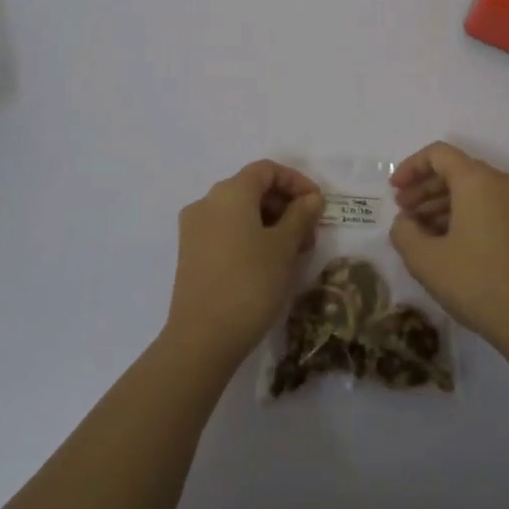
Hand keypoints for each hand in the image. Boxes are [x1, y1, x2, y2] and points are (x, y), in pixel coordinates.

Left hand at [165, 160, 322, 367]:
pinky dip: (250, 237)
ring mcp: (194, 229)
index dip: (296, 182)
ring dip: (270, 223)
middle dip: (285, 205)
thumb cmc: (250, 283)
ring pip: (239, 212)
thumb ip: (301, 216)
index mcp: (230, 192)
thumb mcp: (284, 247)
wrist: (202, 339)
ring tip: (293, 252)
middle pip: (252, 189)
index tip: (318, 205)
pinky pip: (226, 231)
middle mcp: (207, 202)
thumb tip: (311, 198)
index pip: (267, 170)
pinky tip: (268, 263)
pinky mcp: (190, 254)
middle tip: (309, 233)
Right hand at [389, 142, 508, 352]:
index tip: (393, 191)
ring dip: (443, 203)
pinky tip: (448, 242)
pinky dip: (465, 214)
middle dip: (425, 188)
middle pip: (457, 170)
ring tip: (421, 232)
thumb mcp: (426, 261)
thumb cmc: (478, 283)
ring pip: (474, 189)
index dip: (411, 167)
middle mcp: (502, 181)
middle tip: (403, 213)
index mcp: (478, 180)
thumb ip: (404, 232)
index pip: (438, 154)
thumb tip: (406, 222)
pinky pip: (490, 204)